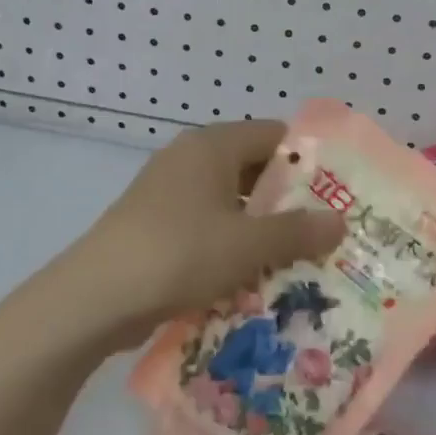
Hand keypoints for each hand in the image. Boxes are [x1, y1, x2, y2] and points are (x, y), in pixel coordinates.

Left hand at [72, 120, 346, 320]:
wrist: (95, 298)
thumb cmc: (179, 254)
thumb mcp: (248, 245)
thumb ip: (297, 231)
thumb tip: (340, 221)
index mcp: (212, 146)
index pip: (274, 135)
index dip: (308, 162)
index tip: (337, 195)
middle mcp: (190, 158)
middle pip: (253, 169)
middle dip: (288, 202)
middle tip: (324, 233)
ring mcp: (168, 191)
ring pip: (231, 202)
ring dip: (260, 228)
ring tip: (296, 260)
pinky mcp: (156, 224)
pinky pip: (207, 225)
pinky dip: (230, 244)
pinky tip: (251, 277)